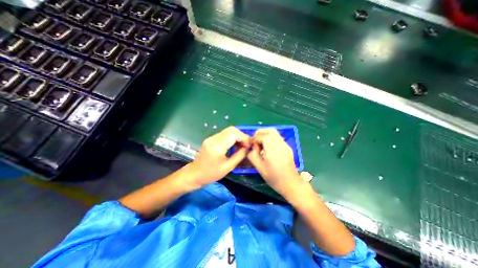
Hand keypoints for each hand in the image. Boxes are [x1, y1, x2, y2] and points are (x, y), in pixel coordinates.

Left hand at [188, 126, 251, 188]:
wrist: (195, 174)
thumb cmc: (211, 174)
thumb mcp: (228, 167)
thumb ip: (239, 156)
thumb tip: (247, 148)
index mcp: (217, 147)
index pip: (233, 135)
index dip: (244, 138)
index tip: (249, 145)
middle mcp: (213, 139)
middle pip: (231, 129)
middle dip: (241, 135)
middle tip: (246, 145)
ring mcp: (211, 138)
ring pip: (228, 130)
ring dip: (237, 136)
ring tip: (242, 145)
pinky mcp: (211, 139)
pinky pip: (224, 134)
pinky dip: (232, 137)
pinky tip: (234, 145)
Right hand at [246, 128, 305, 198]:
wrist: (291, 184)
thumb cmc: (274, 178)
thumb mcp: (260, 168)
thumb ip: (253, 156)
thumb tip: (251, 147)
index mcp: (273, 151)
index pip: (264, 137)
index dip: (256, 138)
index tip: (252, 145)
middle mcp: (281, 145)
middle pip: (270, 130)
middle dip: (260, 133)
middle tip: (255, 140)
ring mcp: (285, 145)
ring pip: (274, 132)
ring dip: (265, 134)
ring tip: (260, 142)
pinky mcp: (287, 147)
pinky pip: (277, 137)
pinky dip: (270, 137)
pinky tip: (267, 146)